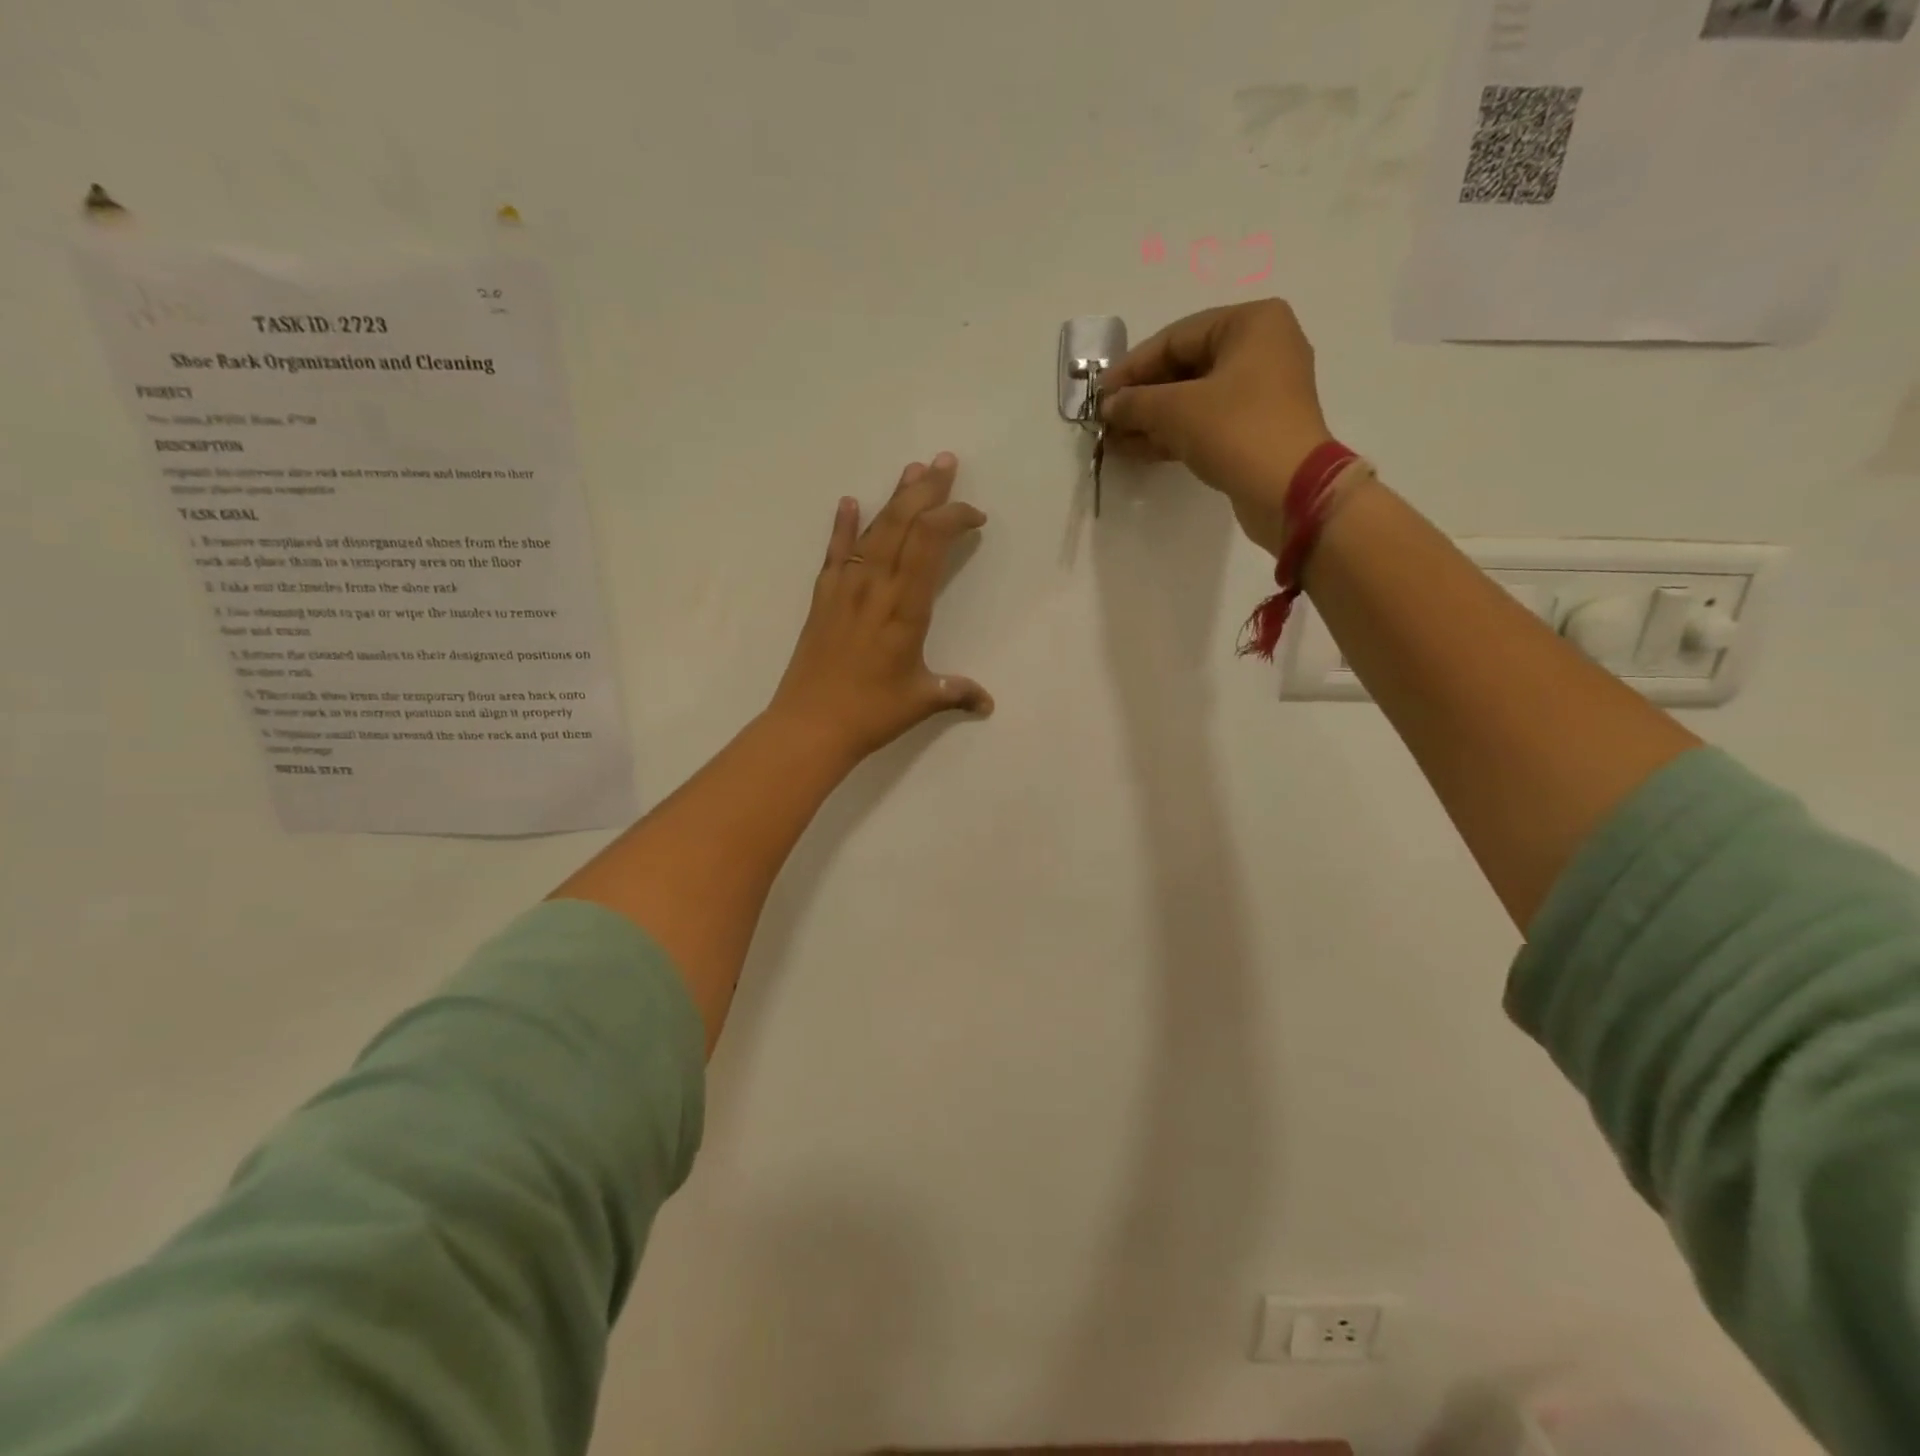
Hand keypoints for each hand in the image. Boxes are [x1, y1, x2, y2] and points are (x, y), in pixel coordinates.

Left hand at [769, 452, 992, 763]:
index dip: (953, 519)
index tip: (975, 518)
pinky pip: (834, 554)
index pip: (930, 544)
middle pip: (902, 525)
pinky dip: (842, 527)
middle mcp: (876, 588)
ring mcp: (845, 590)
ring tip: (911, 469)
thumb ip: (956, 692)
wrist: (809, 725)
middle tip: (946, 462)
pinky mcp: (823, 599)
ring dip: (894, 499)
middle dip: (927, 491)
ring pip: (873, 532)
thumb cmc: (870, 713)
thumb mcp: (920, 702)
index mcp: (905, 609)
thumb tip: (987, 703)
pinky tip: (849, 502)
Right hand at [1101, 300, 1335, 556]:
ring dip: (1152, 420)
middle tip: (1105, 419)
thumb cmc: (1236, 430)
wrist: (1289, 491)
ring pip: (1193, 399)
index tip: (1100, 393)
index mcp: (1251, 323)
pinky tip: (1137, 449)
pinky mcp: (1255, 429)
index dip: (1132, 367)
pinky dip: (1173, 434)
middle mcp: (1261, 349)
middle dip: (1141, 397)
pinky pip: (1206, 422)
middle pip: (1185, 368)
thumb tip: (1108, 406)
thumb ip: (1135, 402)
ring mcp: (1261, 392)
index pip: (1176, 337)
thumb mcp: (1176, 410)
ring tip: (1113, 439)